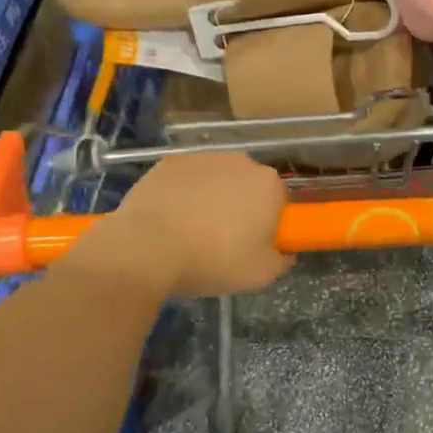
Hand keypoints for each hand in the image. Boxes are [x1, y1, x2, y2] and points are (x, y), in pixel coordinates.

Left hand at [95, 152, 294, 296]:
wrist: (148, 248)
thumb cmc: (213, 260)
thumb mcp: (261, 274)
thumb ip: (282, 259)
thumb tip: (284, 251)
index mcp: (269, 185)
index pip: (279, 201)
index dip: (269, 224)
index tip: (254, 244)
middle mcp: (241, 162)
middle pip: (248, 186)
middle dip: (241, 207)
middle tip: (224, 241)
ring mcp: (203, 158)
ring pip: (217, 179)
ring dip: (212, 198)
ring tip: (192, 232)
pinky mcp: (170, 162)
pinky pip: (186, 179)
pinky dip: (183, 194)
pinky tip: (170, 219)